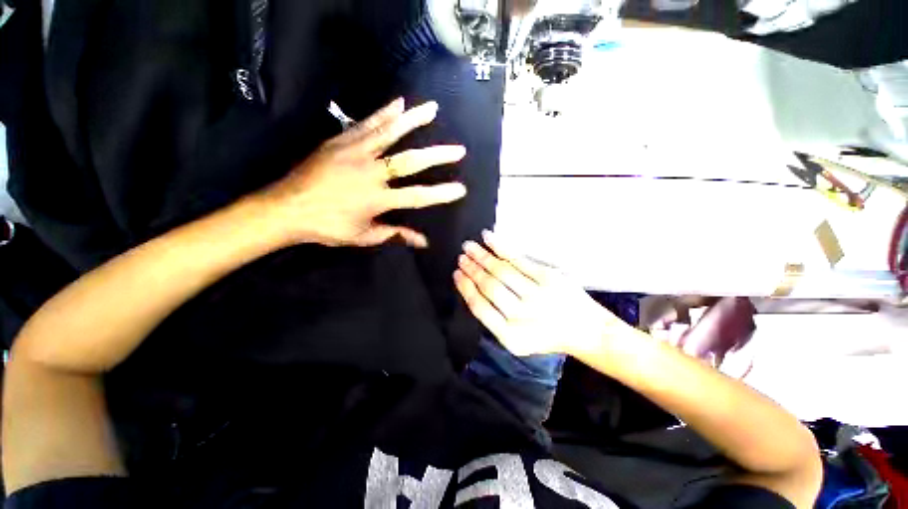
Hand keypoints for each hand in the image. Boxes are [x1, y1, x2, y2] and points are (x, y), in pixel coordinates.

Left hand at [259, 98, 467, 247]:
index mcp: (377, 200)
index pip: (417, 196)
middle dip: (437, 156)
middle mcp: (371, 173)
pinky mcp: (341, 142)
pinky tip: (398, 103)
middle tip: (459, 149)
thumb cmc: (327, 227)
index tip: (461, 189)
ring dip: (413, 121)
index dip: (440, 194)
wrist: (286, 207)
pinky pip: (366, 124)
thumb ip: (395, 235)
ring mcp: (356, 153)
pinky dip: (383, 114)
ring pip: (390, 134)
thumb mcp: (363, 237)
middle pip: (410, 162)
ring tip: (432, 109)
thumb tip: (424, 241)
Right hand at [453, 231, 617, 356]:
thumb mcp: (517, 339)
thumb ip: (494, 319)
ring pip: (501, 271)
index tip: (456, 274)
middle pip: (489, 286)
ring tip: (469, 247)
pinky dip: (500, 247)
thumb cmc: (547, 335)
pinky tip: (488, 238)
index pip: (479, 307)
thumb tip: (472, 288)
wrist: (586, 331)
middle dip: (471, 270)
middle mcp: (522, 316)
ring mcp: (537, 295)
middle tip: (461, 257)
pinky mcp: (549, 278)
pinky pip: (518, 259)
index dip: (465, 287)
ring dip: (481, 256)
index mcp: (510, 336)